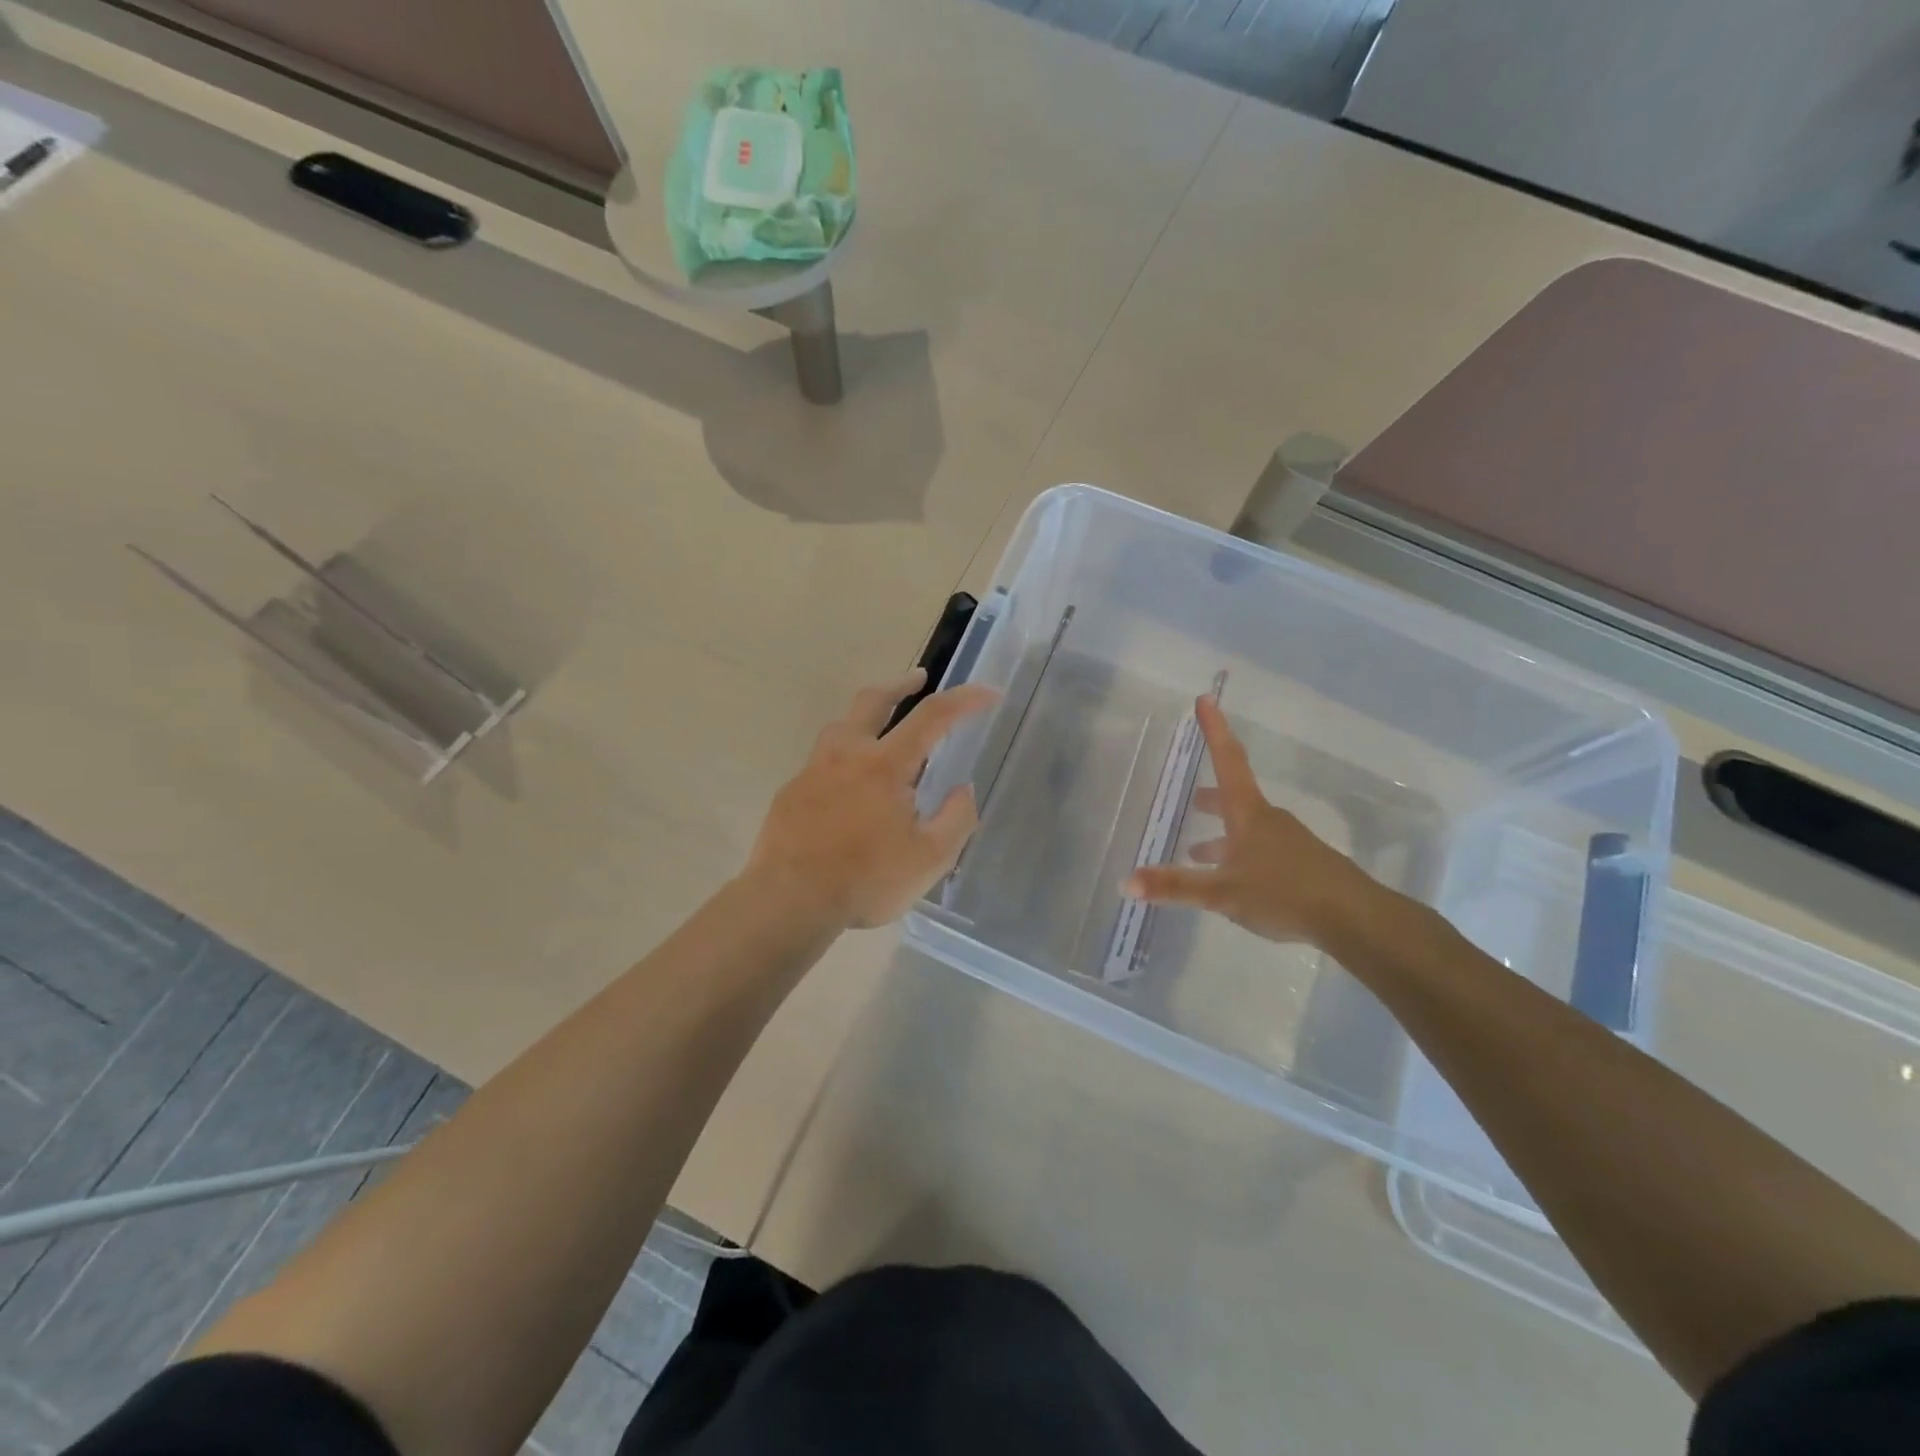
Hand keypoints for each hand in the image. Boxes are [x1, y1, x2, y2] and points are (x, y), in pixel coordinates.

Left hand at [746, 669, 998, 929]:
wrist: (789, 901)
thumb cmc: (866, 879)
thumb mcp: (930, 859)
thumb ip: (956, 819)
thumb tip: (963, 790)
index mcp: (885, 765)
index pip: (932, 716)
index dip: (964, 700)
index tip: (988, 693)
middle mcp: (846, 755)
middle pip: (873, 700)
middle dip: (901, 684)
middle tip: (919, 679)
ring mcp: (812, 771)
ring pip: (841, 727)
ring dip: (866, 718)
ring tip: (882, 733)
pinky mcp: (791, 792)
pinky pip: (822, 763)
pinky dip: (844, 760)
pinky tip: (847, 788)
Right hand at [1123, 696, 1379, 945]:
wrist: (1354, 918)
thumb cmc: (1284, 893)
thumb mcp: (1222, 892)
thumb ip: (1176, 887)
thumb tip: (1126, 882)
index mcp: (1248, 814)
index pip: (1227, 760)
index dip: (1214, 730)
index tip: (1205, 699)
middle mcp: (1267, 820)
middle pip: (1234, 796)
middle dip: (1209, 796)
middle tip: (1190, 799)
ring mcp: (1287, 842)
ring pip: (1246, 828)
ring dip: (1221, 833)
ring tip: (1197, 851)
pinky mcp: (1299, 866)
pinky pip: (1260, 850)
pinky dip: (1238, 855)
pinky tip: (1232, 882)